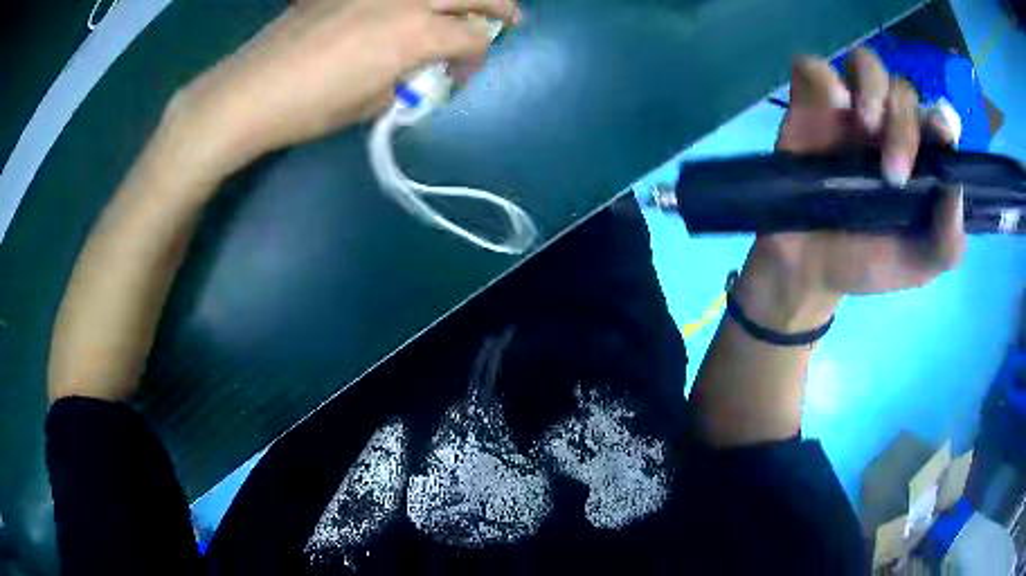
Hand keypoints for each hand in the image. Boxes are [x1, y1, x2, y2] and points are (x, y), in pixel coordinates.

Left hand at [165, 0, 518, 173]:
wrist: (251, 90)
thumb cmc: (312, 107)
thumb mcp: (372, 102)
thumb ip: (410, 78)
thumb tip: (424, 67)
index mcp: (417, 33)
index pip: (473, 37)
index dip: (477, 58)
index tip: (462, 74)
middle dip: (500, 6)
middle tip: (509, 17)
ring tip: (460, 9)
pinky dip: (410, 2)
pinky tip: (402, 12)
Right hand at [738, 49, 966, 329]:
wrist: (809, 268)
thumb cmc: (868, 263)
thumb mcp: (919, 266)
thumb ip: (947, 242)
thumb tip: (957, 189)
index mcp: (919, 158)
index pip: (936, 120)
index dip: (941, 119)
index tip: (940, 135)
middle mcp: (888, 125)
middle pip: (902, 91)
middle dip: (904, 125)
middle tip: (893, 174)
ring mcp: (848, 110)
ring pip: (865, 63)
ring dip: (871, 87)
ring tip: (864, 126)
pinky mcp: (808, 104)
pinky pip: (811, 66)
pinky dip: (822, 76)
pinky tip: (831, 104)